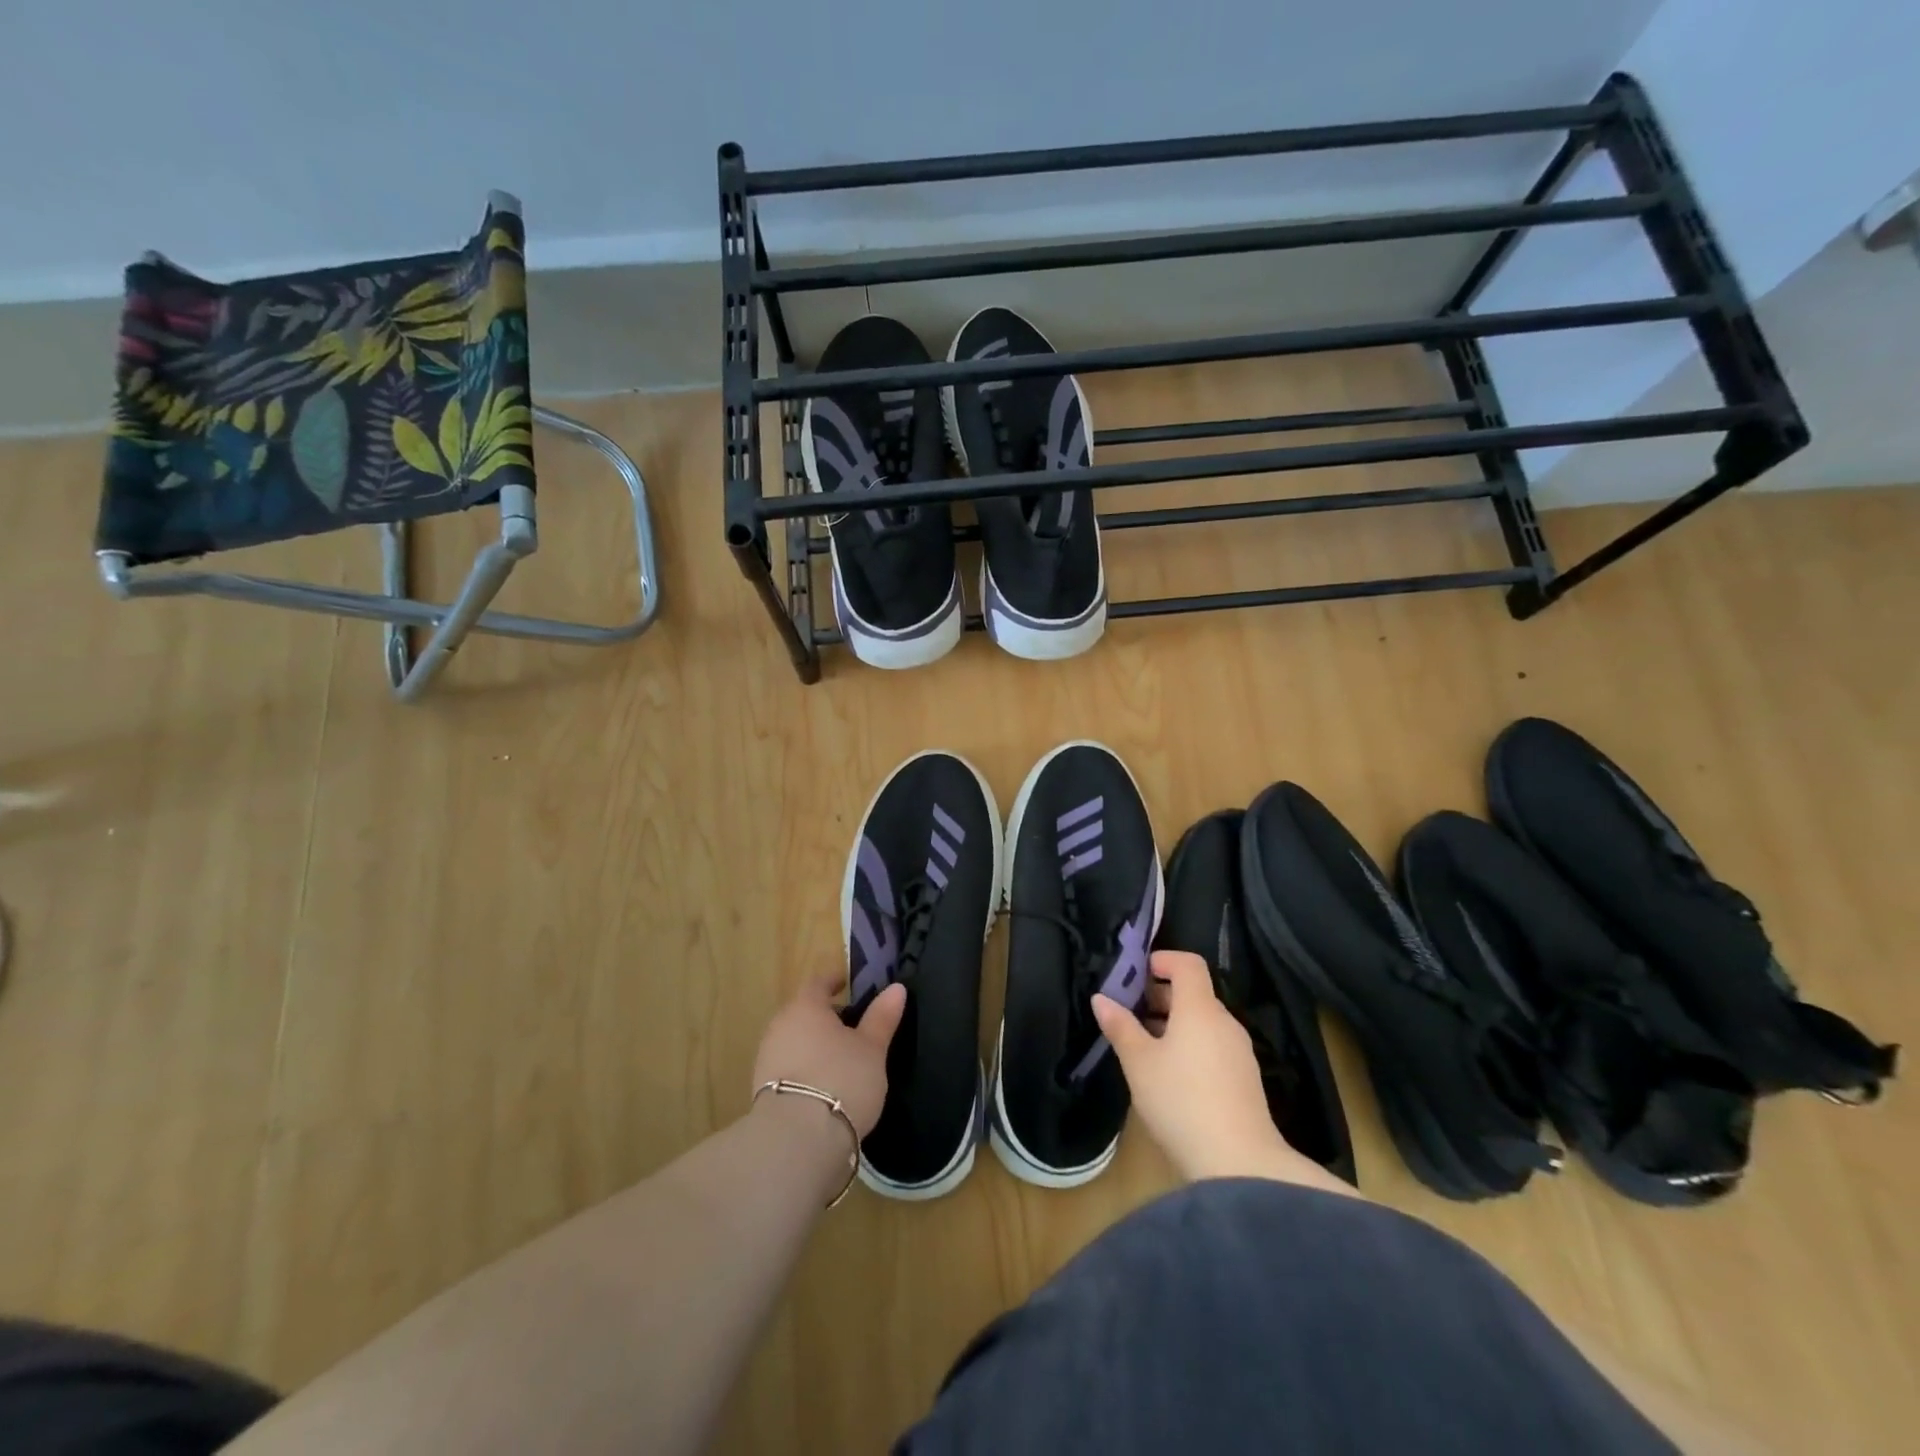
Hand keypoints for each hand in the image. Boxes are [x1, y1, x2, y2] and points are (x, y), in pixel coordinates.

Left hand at [752, 976, 904, 1138]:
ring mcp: (767, 1058)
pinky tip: (823, 1086)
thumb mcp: (872, 1048)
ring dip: (814, 1044)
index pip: (818, 983)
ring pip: (794, 1040)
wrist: (796, 1140)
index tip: (847, 983)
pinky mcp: (762, 1090)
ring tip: (840, 1059)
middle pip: (804, 1012)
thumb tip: (896, 988)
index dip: (834, 981)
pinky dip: (805, 1068)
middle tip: (852, 1026)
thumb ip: (882, 1017)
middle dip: (825, 1016)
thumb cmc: (841, 1079)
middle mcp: (780, 1026)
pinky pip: (788, 1066)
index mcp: (806, 1007)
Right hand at [1093, 950, 1293, 1182]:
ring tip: (1145, 1046)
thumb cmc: (1181, 1100)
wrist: (1240, 1163)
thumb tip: (1101, 998)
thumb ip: (1120, 1026)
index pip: (1188, 963)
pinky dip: (1192, 1045)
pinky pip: (1214, 1045)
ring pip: (1204, 1021)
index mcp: (1200, 1008)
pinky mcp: (1246, 1079)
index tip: (1137, 974)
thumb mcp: (1139, 1063)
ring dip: (1175, 1023)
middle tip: (1131, 1012)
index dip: (1163, 960)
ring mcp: (1240, 1051)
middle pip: (1196, 992)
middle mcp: (1225, 1022)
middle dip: (1162, 995)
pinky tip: (1172, 1075)